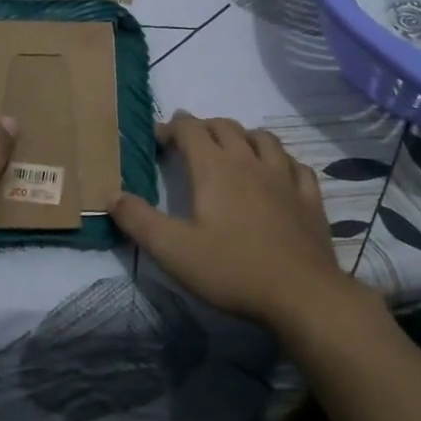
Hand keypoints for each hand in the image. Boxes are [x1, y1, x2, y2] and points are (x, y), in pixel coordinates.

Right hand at [110, 113, 358, 332]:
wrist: (301, 293)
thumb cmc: (232, 270)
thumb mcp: (172, 250)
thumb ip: (139, 220)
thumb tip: (111, 195)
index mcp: (215, 169)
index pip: (190, 130)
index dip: (172, 127)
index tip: (158, 136)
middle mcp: (250, 162)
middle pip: (226, 127)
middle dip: (204, 127)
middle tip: (189, 140)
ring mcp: (284, 178)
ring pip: (263, 139)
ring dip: (243, 135)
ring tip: (232, 147)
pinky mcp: (309, 198)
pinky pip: (295, 164)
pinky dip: (281, 159)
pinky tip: (278, 171)